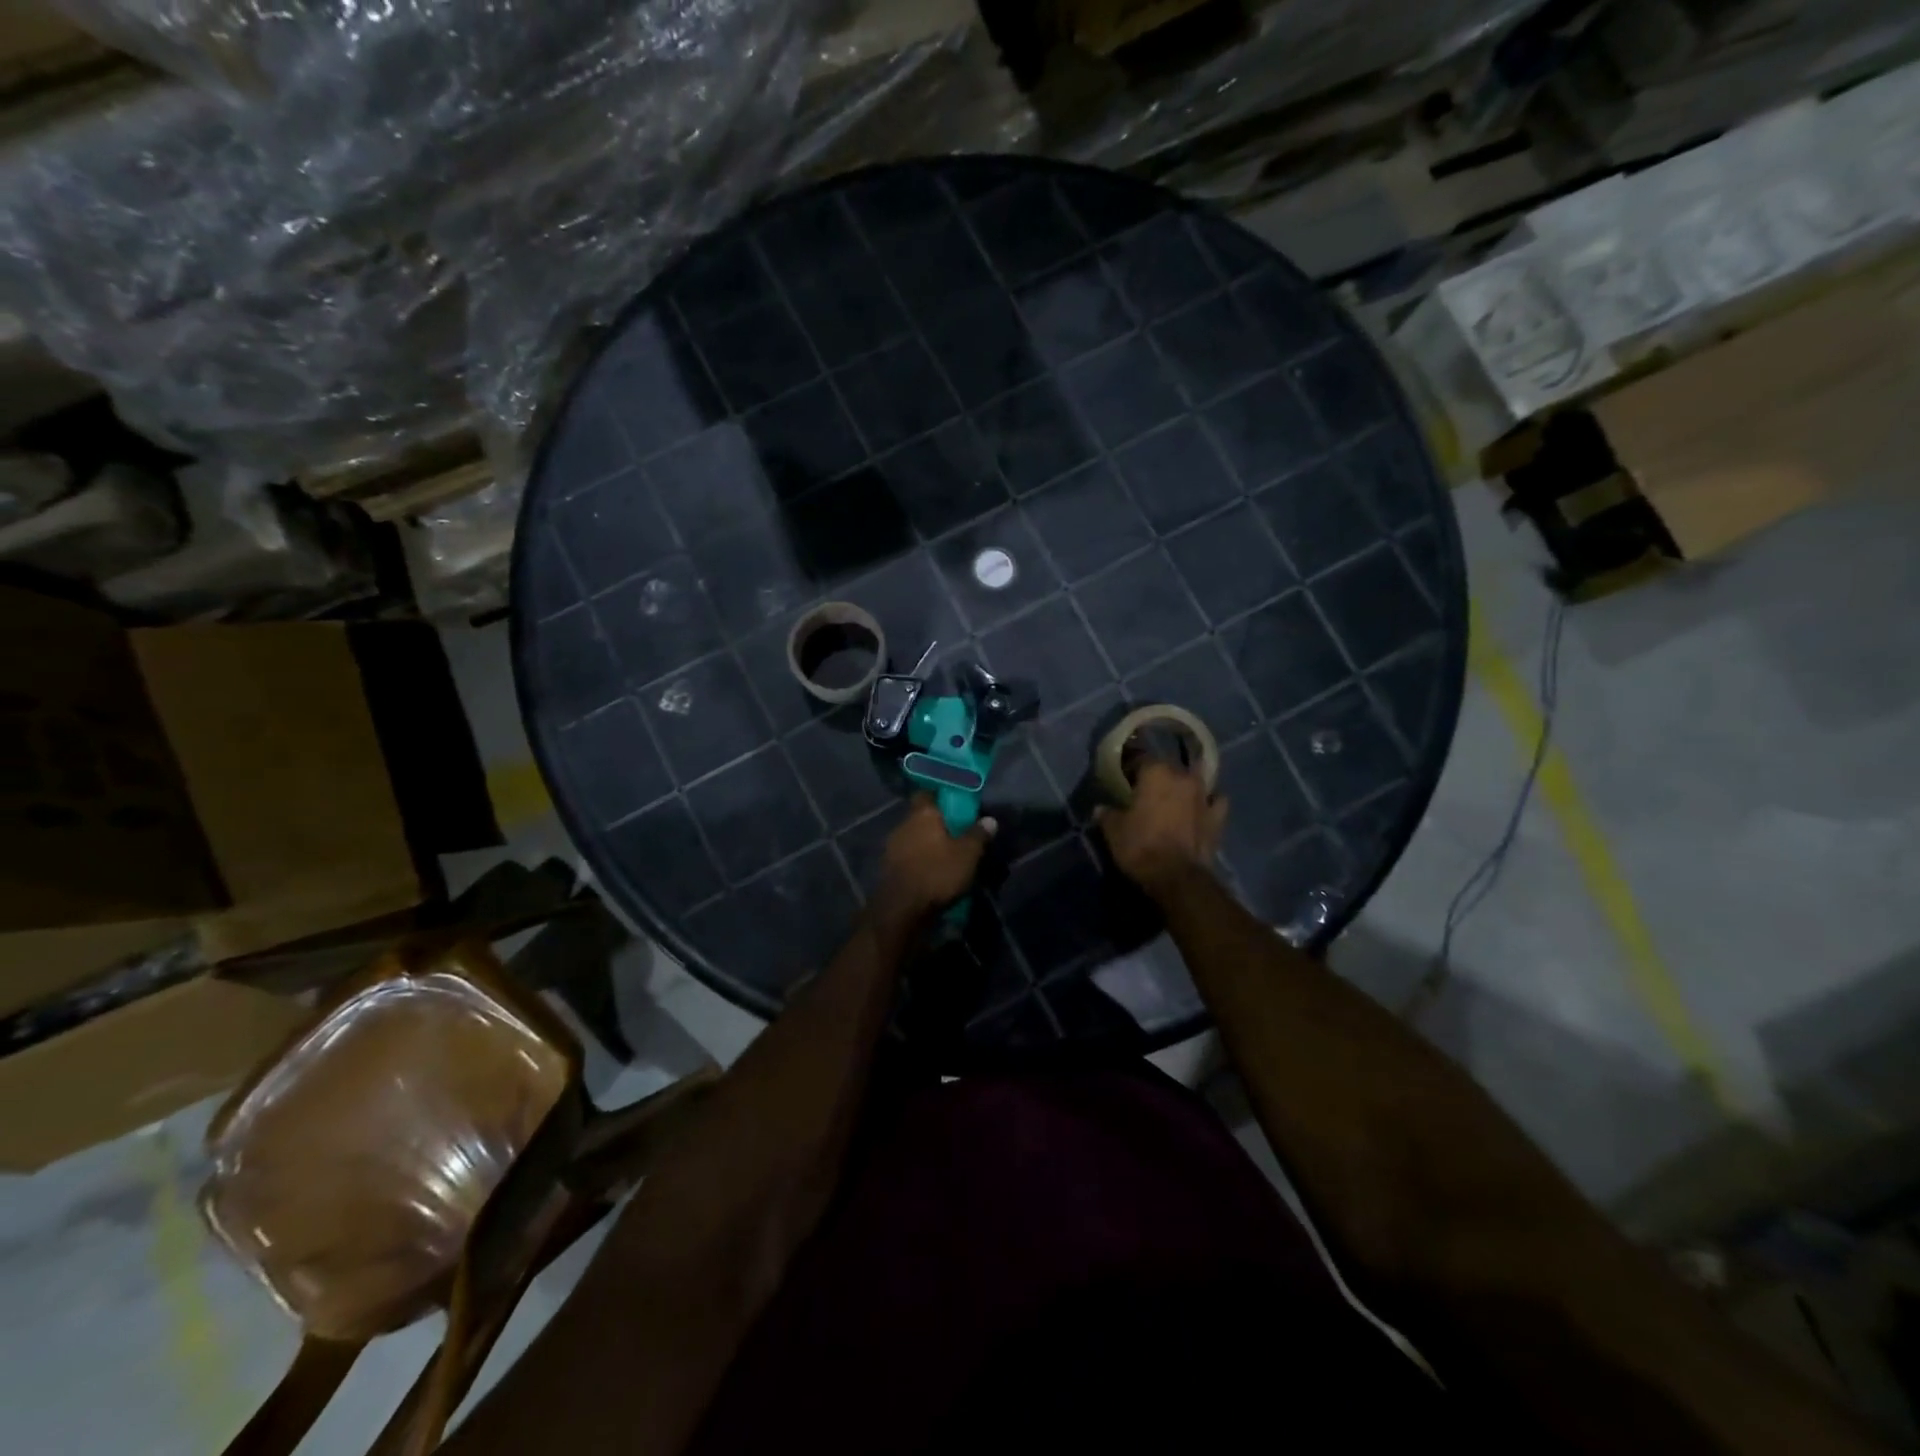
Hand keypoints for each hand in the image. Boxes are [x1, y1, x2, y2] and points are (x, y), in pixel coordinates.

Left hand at [873, 795, 996, 927]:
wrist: (902, 909)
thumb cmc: (937, 873)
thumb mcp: (968, 854)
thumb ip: (978, 834)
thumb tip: (989, 819)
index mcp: (922, 813)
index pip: (928, 793)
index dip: (941, 797)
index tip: (956, 804)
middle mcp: (903, 824)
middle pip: (921, 817)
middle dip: (937, 824)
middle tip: (957, 833)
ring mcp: (892, 846)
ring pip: (914, 837)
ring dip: (927, 844)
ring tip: (946, 855)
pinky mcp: (888, 867)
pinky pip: (908, 856)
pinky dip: (920, 861)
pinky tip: (932, 871)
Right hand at [1096, 761, 1227, 898]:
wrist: (1176, 877)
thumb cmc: (1140, 847)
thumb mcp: (1114, 831)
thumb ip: (1107, 815)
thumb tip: (1100, 808)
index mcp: (1156, 773)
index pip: (1141, 757)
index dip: (1131, 767)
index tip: (1123, 778)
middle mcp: (1183, 777)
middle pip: (1170, 766)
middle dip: (1159, 774)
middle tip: (1147, 789)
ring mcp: (1204, 796)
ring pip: (1197, 778)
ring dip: (1186, 784)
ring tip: (1176, 795)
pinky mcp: (1218, 817)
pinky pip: (1215, 800)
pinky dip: (1209, 802)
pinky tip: (1203, 807)